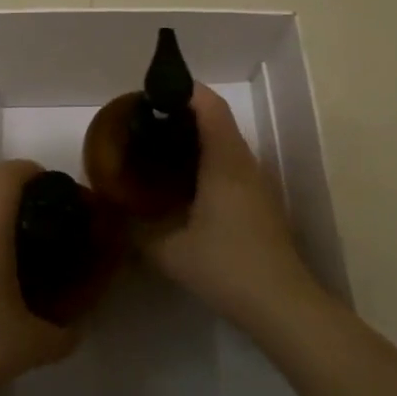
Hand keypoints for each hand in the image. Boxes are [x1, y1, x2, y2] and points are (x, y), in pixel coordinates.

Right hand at [140, 86, 318, 330]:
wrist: (282, 305)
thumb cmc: (227, 267)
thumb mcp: (169, 252)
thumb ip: (138, 230)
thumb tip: (115, 214)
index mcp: (225, 162)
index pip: (210, 106)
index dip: (184, 90)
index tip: (154, 92)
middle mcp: (244, 163)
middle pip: (218, 120)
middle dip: (183, 113)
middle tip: (147, 122)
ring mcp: (257, 183)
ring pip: (226, 142)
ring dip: (196, 137)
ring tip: (159, 147)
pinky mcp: (261, 202)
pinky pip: (232, 164)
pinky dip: (207, 159)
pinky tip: (185, 183)